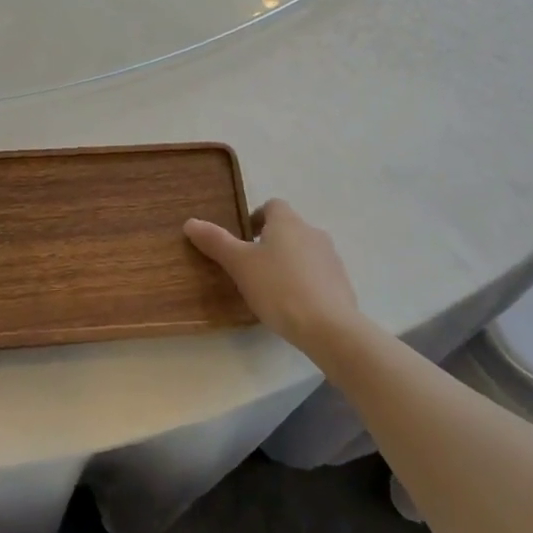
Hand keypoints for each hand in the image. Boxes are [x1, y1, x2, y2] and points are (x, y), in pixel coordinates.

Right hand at [185, 199, 363, 354]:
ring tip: (271, 289)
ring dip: (288, 262)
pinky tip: (293, 306)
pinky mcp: (342, 283)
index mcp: (287, 221)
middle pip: (288, 228)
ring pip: (303, 251)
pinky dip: (305, 282)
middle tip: (251, 268)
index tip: (243, 241)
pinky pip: (318, 275)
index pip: (271, 205)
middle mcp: (312, 232)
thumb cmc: (279, 288)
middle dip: (270, 243)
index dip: (256, 218)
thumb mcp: (240, 265)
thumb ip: (216, 242)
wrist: (329, 327)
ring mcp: (331, 257)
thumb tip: (190, 222)